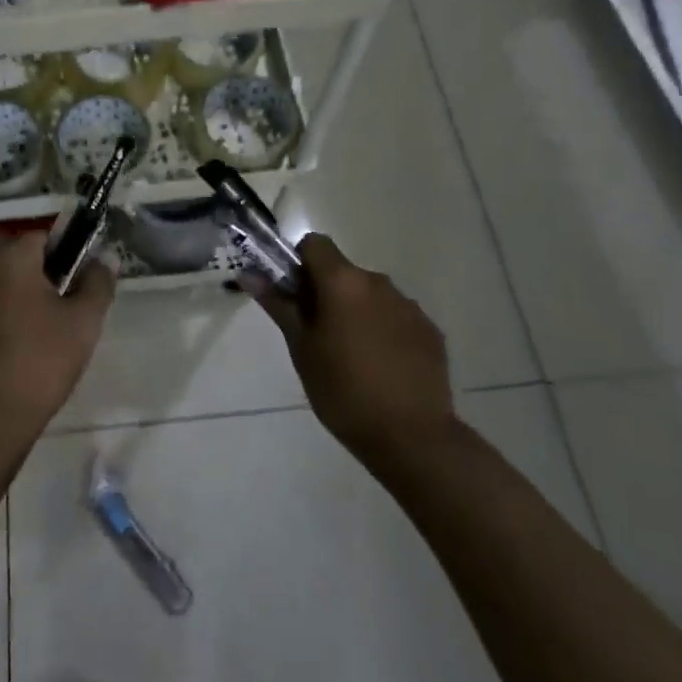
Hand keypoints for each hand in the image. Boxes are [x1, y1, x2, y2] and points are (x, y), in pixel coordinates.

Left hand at [0, 232, 114, 456]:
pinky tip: (13, 358)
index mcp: (8, 260)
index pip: (43, 238)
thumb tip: (105, 258)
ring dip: (20, 303)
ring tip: (41, 341)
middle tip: (66, 316)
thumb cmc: (37, 366)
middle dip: (43, 280)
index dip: (68, 255)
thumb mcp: (83, 324)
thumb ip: (98, 283)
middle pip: (18, 262)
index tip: (81, 284)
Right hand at [248, 234, 453, 467]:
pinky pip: (397, 318)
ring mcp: (409, 305)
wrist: (412, 437)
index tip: (295, 296)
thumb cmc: (343, 391)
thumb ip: (279, 305)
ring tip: (354, 358)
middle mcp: (378, 282)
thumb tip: (250, 274)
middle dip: (328, 293)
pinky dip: (385, 331)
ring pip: (371, 295)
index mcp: (343, 282)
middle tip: (319, 335)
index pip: (315, 244)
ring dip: (358, 312)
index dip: (300, 263)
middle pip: (344, 272)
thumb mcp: (301, 349)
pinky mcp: (430, 330)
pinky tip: (384, 369)